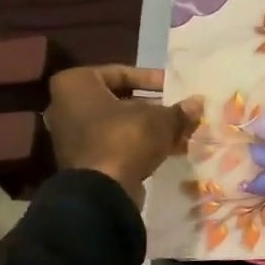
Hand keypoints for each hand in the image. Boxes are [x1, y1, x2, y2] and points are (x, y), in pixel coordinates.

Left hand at [44, 65, 201, 206]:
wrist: (102, 191)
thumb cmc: (125, 139)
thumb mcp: (160, 119)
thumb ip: (179, 110)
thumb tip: (198, 103)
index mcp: (75, 84)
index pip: (121, 73)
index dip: (152, 79)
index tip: (174, 88)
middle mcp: (66, 106)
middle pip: (120, 100)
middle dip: (153, 107)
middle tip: (178, 110)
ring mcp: (72, 135)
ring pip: (119, 124)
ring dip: (150, 128)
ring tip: (180, 132)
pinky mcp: (83, 160)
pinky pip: (115, 143)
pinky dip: (139, 145)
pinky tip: (169, 150)